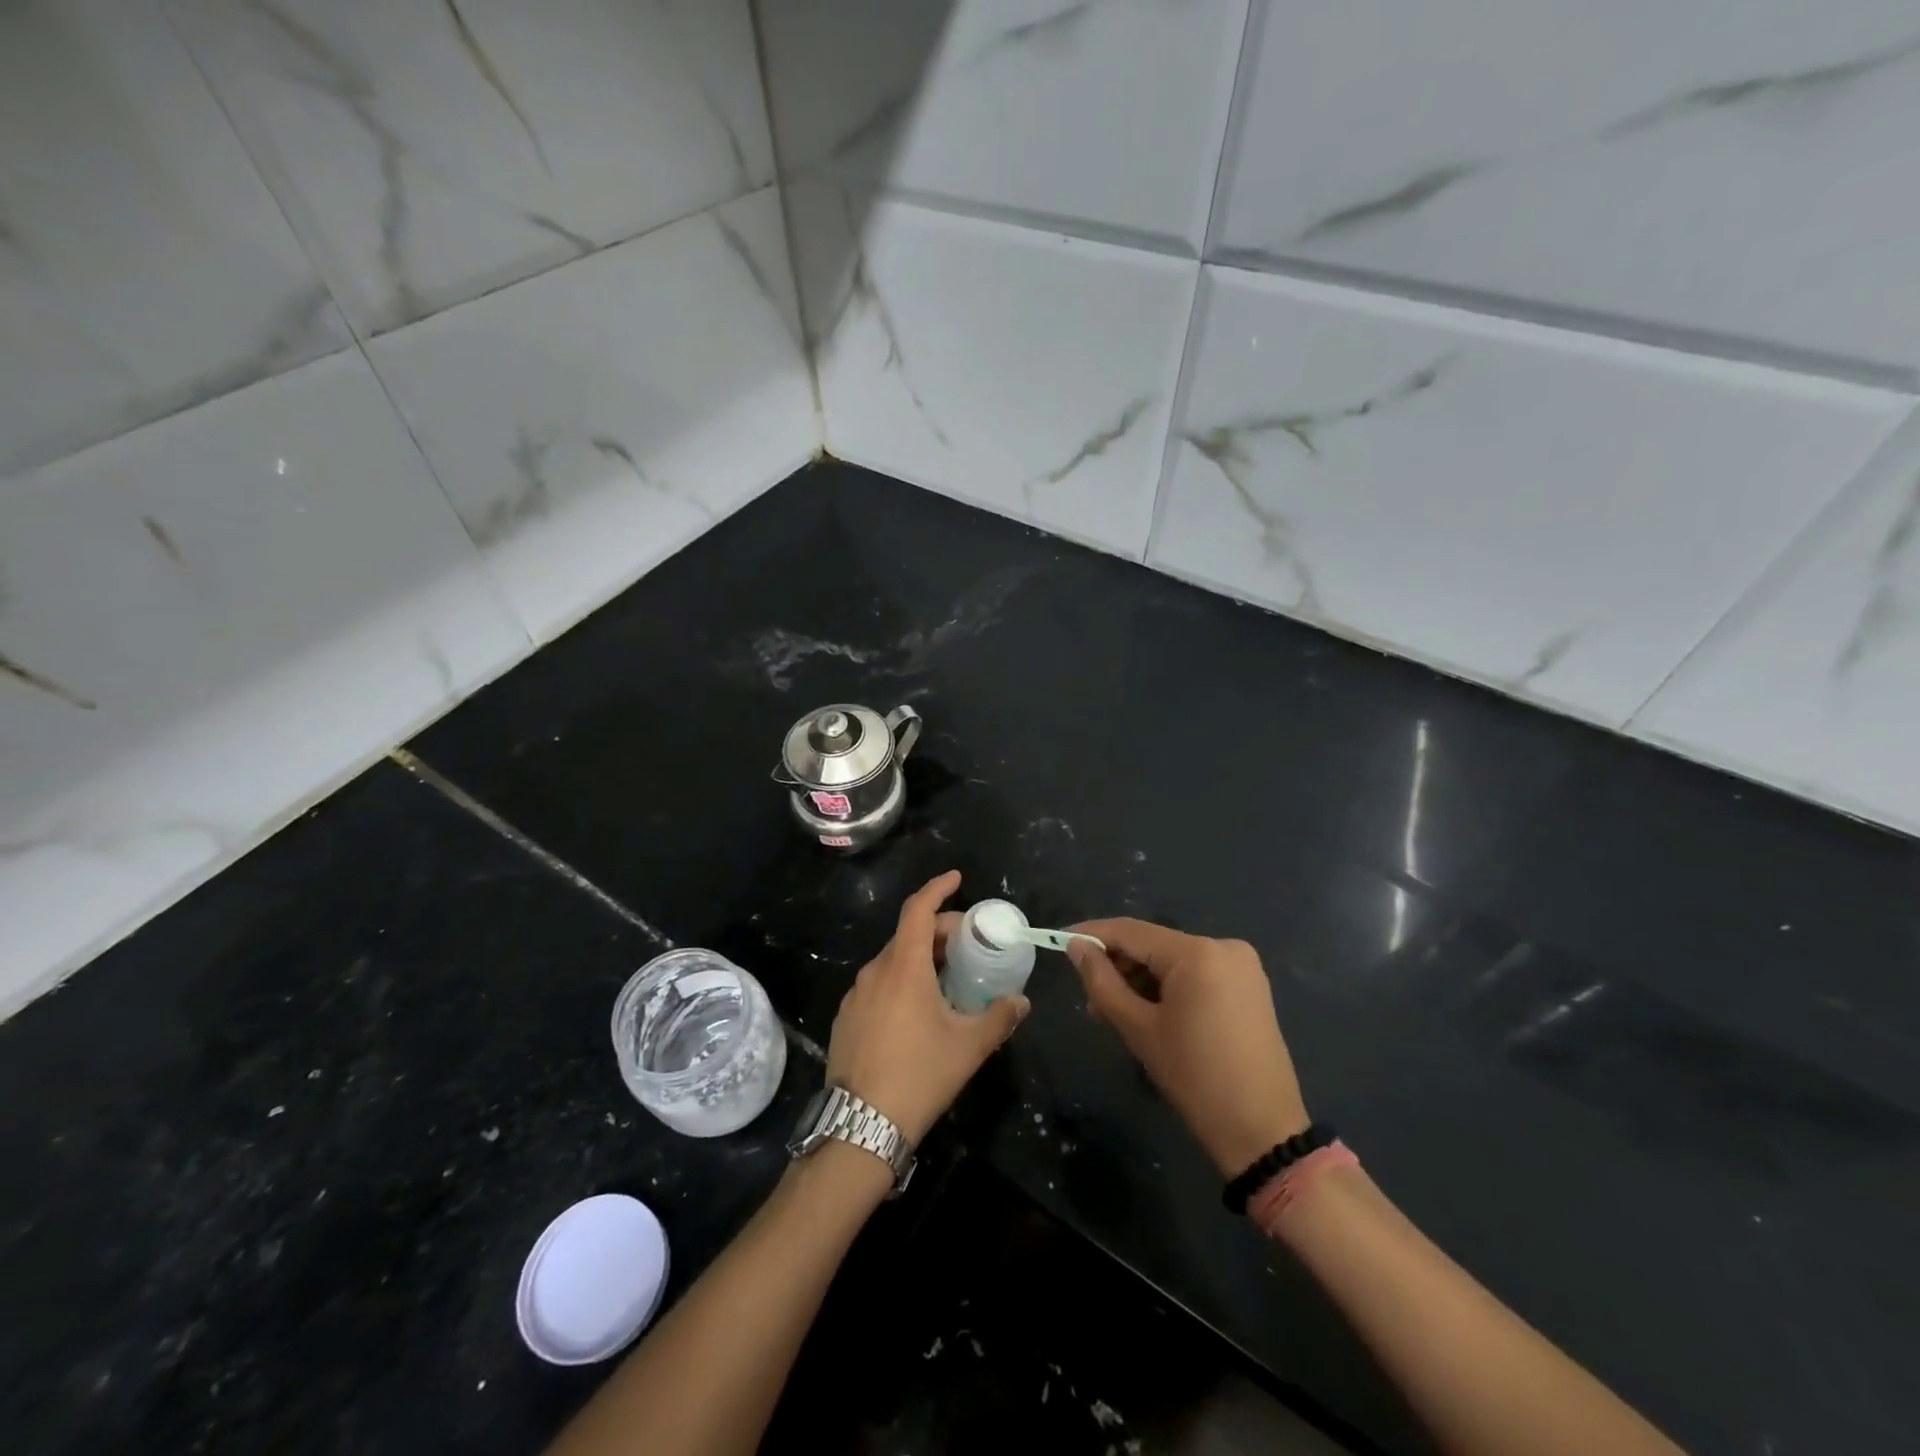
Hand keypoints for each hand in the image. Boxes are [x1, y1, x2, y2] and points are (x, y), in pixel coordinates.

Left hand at [827, 871, 1027, 1143]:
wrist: (861, 1125)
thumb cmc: (920, 1074)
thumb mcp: (968, 1047)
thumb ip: (999, 1018)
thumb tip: (1022, 1001)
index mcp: (904, 967)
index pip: (918, 910)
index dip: (938, 889)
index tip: (957, 879)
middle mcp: (875, 971)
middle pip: (908, 935)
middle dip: (939, 931)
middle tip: (968, 945)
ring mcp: (855, 995)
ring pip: (892, 961)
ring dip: (920, 958)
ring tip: (948, 979)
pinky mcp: (846, 1018)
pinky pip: (878, 985)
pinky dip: (901, 981)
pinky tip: (917, 1010)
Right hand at [1067, 919, 1308, 1176]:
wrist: (1263, 1133)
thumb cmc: (1195, 1079)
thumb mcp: (1138, 1029)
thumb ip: (1102, 981)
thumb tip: (1076, 946)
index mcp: (1198, 952)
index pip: (1131, 931)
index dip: (1092, 934)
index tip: (1059, 940)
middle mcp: (1223, 946)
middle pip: (1153, 945)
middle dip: (1118, 967)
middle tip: (1090, 1001)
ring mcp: (1241, 965)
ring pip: (1172, 960)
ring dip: (1141, 980)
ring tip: (1115, 1014)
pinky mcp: (1249, 986)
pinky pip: (1195, 974)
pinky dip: (1168, 988)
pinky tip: (1149, 1014)